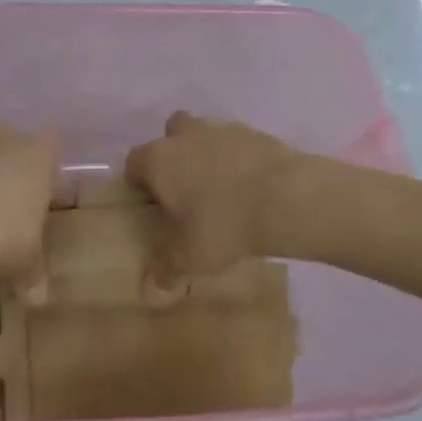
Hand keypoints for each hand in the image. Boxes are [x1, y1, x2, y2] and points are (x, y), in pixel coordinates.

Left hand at [0, 123, 57, 287]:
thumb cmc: (0, 235)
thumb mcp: (25, 261)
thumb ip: (34, 273)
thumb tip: (38, 298)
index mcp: (37, 154)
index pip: (50, 151)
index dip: (44, 176)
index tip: (37, 204)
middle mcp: (2, 136)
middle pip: (9, 147)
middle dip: (6, 171)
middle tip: (1, 210)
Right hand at [123, 112, 301, 290]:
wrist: (287, 197)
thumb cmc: (224, 224)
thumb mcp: (190, 258)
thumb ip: (166, 271)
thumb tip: (150, 291)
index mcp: (159, 159)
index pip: (134, 162)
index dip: (139, 182)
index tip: (151, 205)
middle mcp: (186, 135)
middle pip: (170, 134)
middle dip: (174, 155)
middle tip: (186, 189)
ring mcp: (223, 129)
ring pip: (205, 134)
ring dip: (208, 154)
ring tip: (222, 190)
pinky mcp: (256, 132)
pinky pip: (237, 143)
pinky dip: (239, 159)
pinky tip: (251, 187)